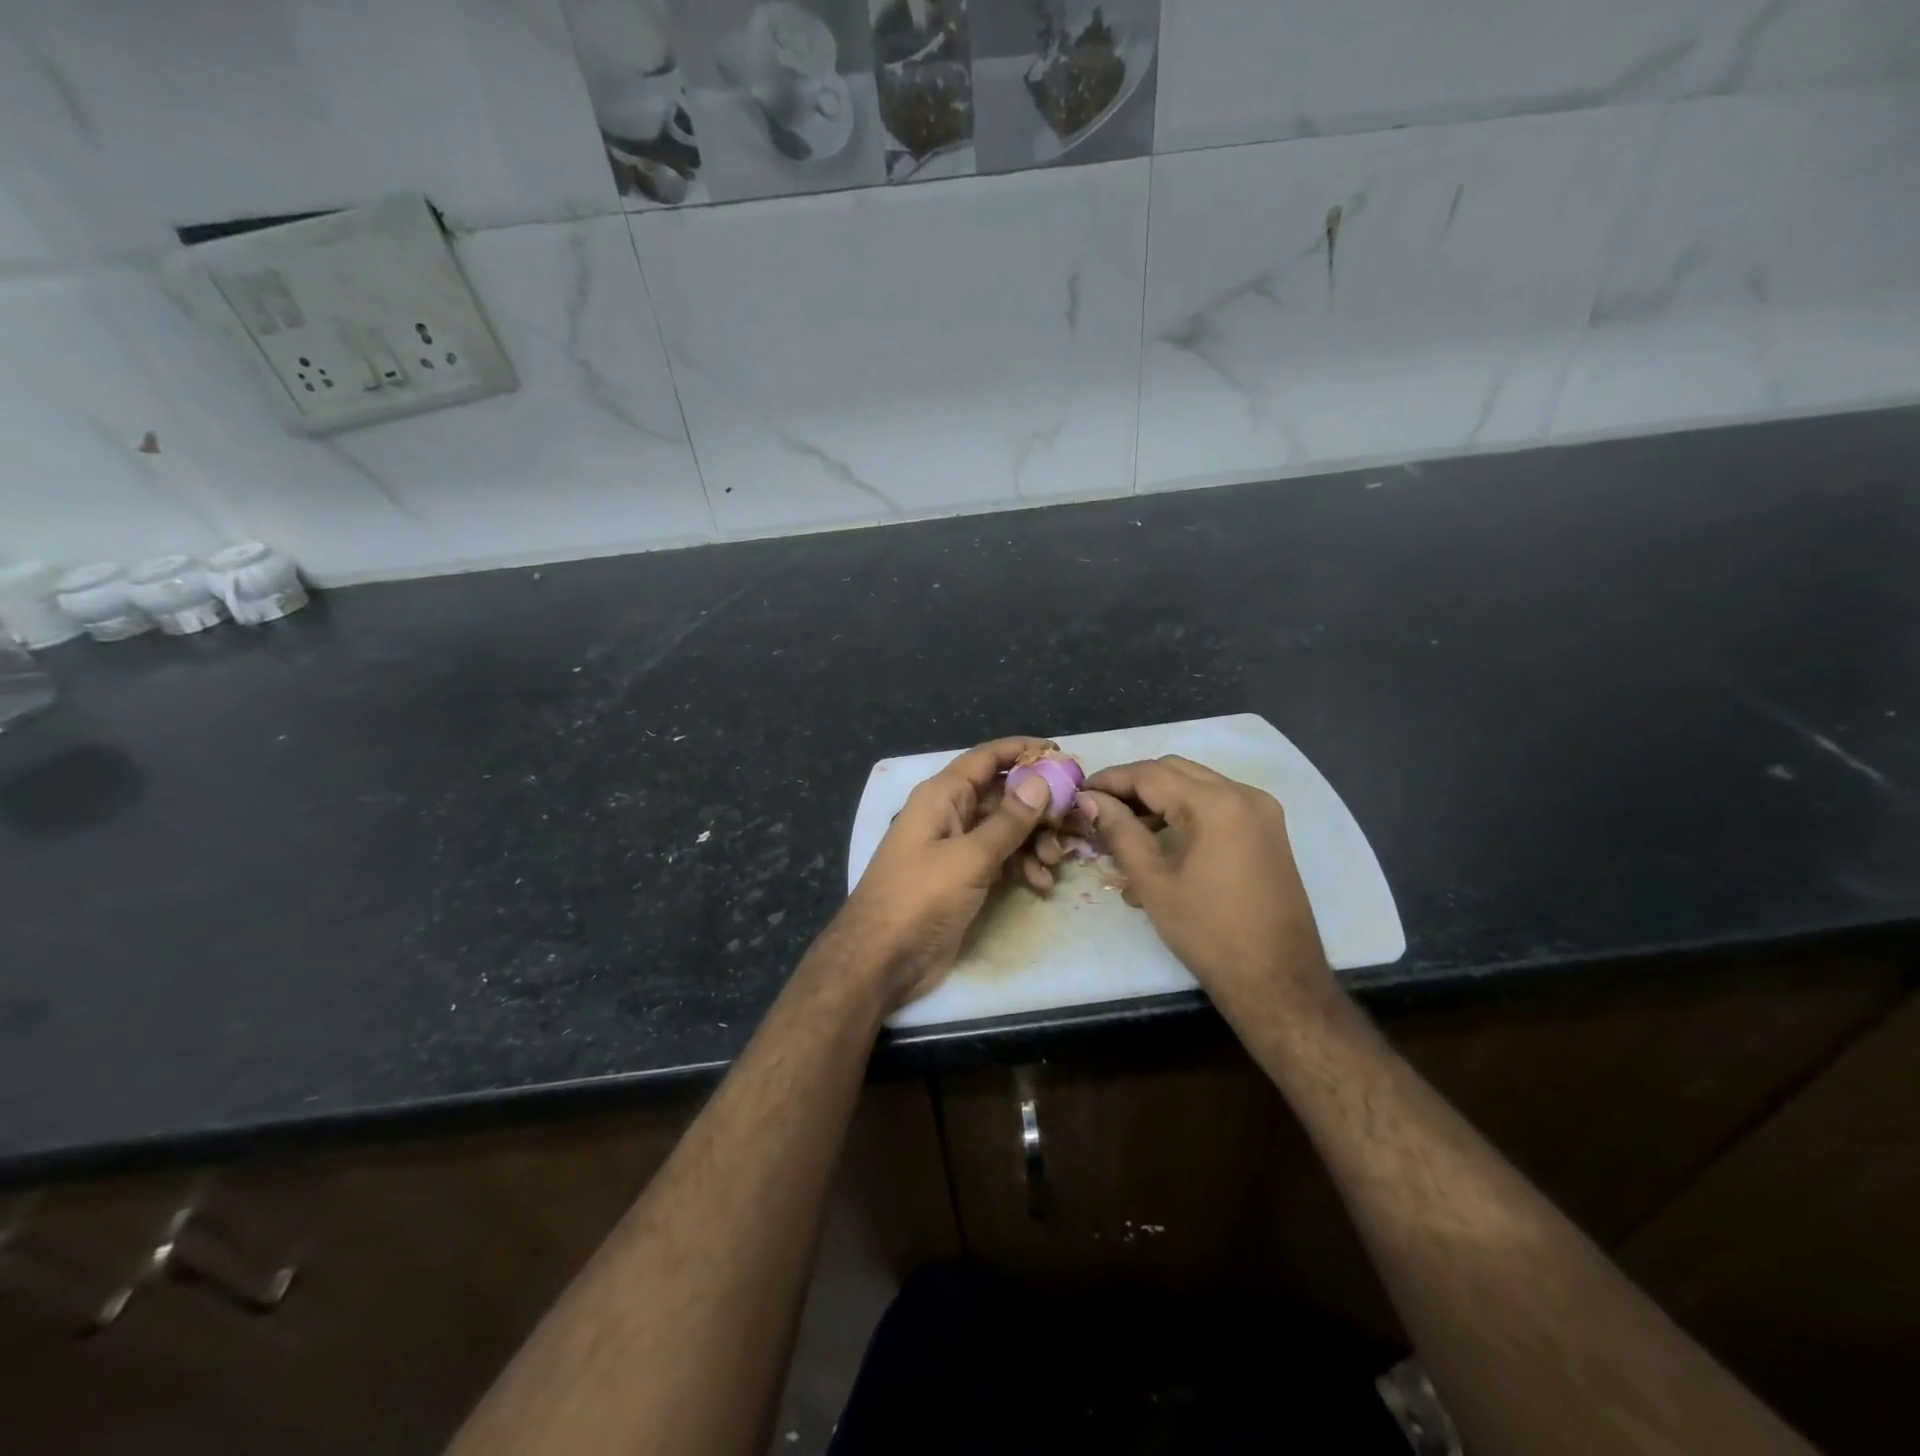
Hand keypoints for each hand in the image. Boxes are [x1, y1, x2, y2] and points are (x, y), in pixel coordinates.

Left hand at [838, 737, 1057, 1008]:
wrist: (882, 959)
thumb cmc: (920, 898)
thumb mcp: (970, 857)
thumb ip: (1008, 820)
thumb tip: (1040, 781)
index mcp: (943, 796)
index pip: (987, 758)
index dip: (1022, 751)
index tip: (1061, 754)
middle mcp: (949, 813)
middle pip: (1003, 794)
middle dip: (1039, 806)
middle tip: (1073, 821)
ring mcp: (956, 847)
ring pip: (1006, 829)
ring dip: (1034, 840)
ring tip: (1055, 861)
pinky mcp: (963, 877)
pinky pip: (1000, 858)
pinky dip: (1022, 866)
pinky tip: (1041, 883)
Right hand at [1082, 757, 1332, 1008]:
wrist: (1277, 981)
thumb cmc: (1208, 933)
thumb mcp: (1153, 881)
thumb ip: (1119, 831)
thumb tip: (1089, 799)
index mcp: (1216, 804)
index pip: (1151, 774)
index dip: (1111, 780)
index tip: (1079, 792)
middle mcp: (1244, 794)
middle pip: (1175, 771)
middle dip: (1134, 785)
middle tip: (1098, 807)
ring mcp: (1261, 811)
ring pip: (1197, 784)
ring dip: (1159, 797)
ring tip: (1123, 826)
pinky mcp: (1267, 831)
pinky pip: (1217, 805)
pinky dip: (1185, 811)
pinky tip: (1160, 839)